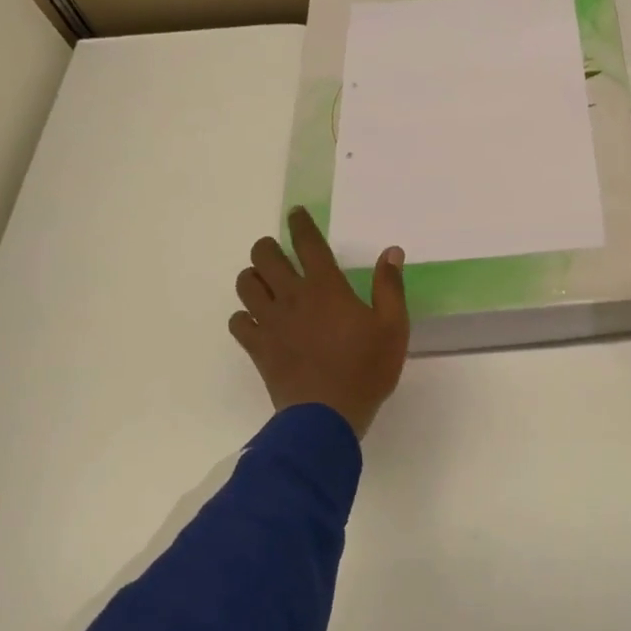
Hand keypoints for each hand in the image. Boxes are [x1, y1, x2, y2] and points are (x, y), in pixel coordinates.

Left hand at [231, 208, 409, 438]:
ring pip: (245, 285)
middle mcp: (292, 297)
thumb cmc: (367, 369)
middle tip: (277, 252)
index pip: (308, 244)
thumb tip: (391, 251)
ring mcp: (270, 322)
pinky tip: (255, 321)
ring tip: (264, 282)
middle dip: (268, 247)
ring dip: (253, 277)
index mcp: (326, 288)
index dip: (300, 225)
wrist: (327, 416)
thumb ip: (390, 286)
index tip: (296, 214)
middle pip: (264, 257)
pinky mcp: (257, 347)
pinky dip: (243, 316)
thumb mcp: (393, 327)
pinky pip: (237, 322)